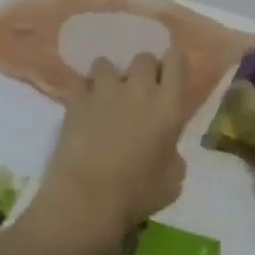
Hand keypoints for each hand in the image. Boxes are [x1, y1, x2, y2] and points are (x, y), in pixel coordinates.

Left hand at [33, 50, 188, 254]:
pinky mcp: (77, 99)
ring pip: (107, 63)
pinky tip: (83, 106)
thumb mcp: (171, 183)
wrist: (87, 197)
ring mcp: (106, 90)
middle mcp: (139, 89)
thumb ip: (173, 158)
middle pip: (144, 57)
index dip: (173, 64)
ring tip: (106, 96)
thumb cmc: (136, 194)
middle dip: (143, 70)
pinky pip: (80, 82)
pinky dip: (83, 91)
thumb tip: (167, 151)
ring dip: (109, 76)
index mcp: (168, 106)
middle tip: (140, 91)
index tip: (169, 77)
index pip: (177, 62)